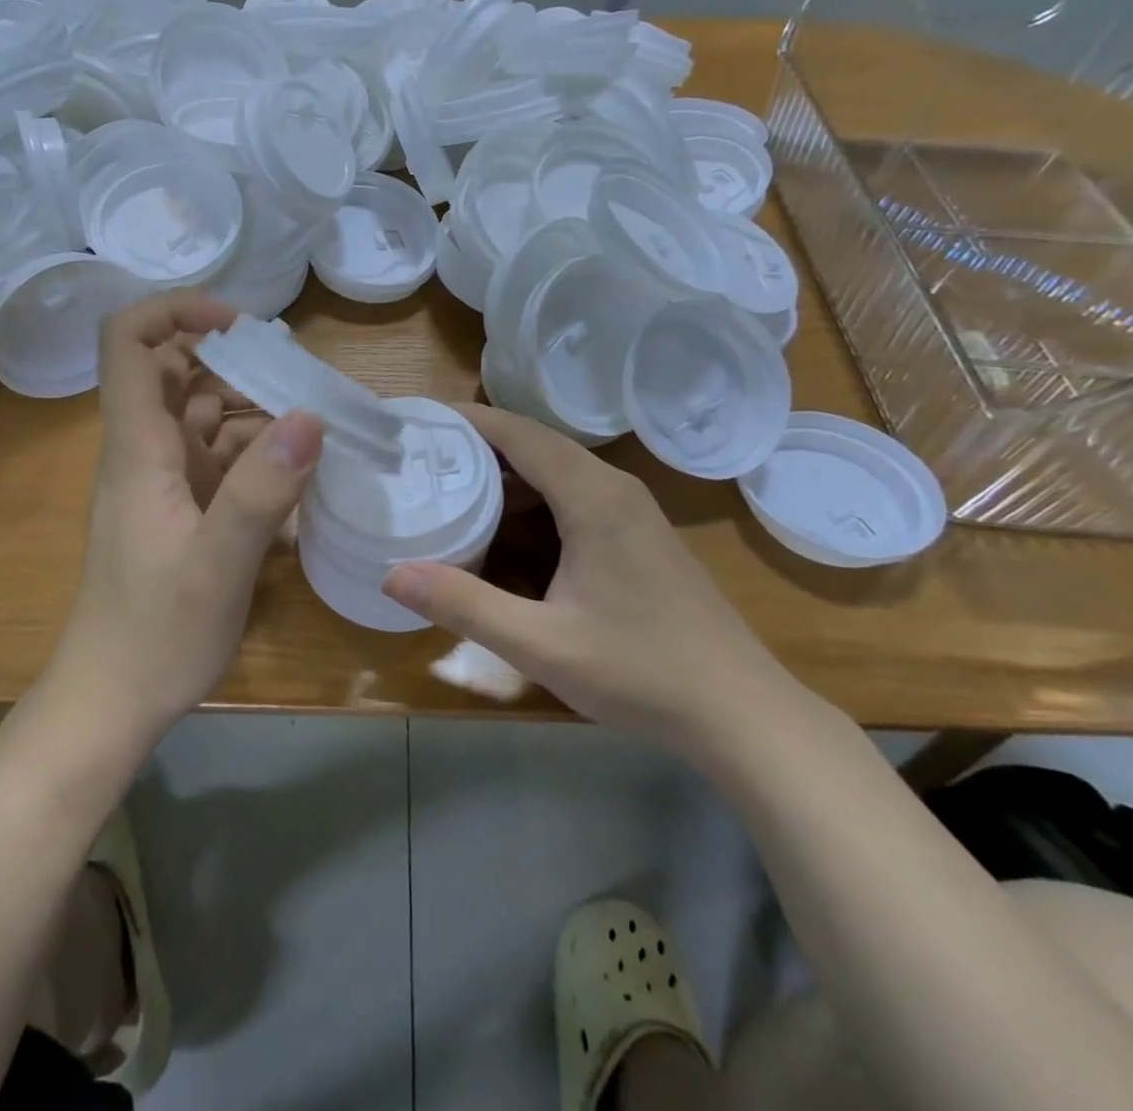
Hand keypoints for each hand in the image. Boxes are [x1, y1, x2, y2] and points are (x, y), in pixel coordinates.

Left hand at [50, 292, 323, 748]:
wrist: (112, 700)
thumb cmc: (156, 634)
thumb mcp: (217, 565)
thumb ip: (260, 491)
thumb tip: (309, 416)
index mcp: (137, 448)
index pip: (129, 343)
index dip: (177, 311)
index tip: (242, 326)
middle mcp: (144, 452)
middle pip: (175, 371)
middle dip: (235, 362)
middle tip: (300, 379)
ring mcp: (162, 482)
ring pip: (201, 415)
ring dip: (252, 408)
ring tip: (313, 419)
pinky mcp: (180, 511)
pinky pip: (217, 459)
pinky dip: (254, 452)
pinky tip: (297, 471)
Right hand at [383, 404, 790, 744]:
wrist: (742, 713)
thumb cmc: (641, 672)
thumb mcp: (540, 644)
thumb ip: (464, 605)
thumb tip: (391, 573)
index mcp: (592, 496)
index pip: (518, 432)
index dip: (466, 420)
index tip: (417, 421)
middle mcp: (613, 488)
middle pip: (534, 445)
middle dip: (476, 446)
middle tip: (420, 459)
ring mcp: (632, 511)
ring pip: (555, 472)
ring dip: (504, 476)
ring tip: (449, 489)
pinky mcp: (639, 536)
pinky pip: (573, 496)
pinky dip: (531, 501)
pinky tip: (504, 532)